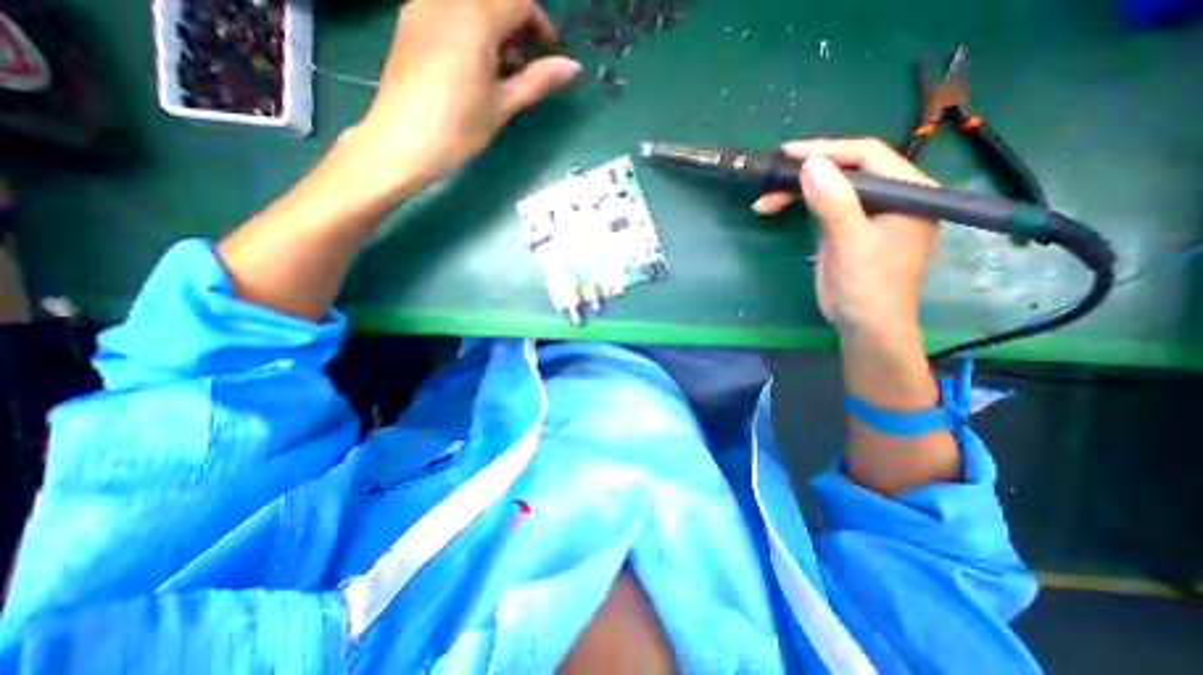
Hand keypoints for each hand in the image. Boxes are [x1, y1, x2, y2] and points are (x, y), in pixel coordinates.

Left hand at [345, 1, 578, 196]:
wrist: (401, 143)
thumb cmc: (458, 128)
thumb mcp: (502, 106)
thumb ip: (538, 81)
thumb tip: (573, 67)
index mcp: (474, 17)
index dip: (540, 24)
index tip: (547, 56)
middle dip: (517, 26)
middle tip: (524, 67)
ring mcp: (423, 7)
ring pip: (470, 4)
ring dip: (494, 29)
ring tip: (499, 73)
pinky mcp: (410, 22)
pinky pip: (449, 11)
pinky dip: (471, 30)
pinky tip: (473, 67)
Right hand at [750, 137, 937, 336]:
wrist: (865, 325)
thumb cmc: (868, 286)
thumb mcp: (851, 243)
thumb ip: (834, 203)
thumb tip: (810, 164)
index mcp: (909, 191)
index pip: (868, 156)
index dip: (828, 150)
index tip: (788, 153)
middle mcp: (891, 197)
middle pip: (846, 171)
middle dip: (806, 174)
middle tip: (769, 181)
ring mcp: (867, 213)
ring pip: (830, 188)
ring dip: (795, 192)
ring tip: (765, 202)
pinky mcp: (847, 229)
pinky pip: (822, 207)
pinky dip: (798, 206)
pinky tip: (776, 208)